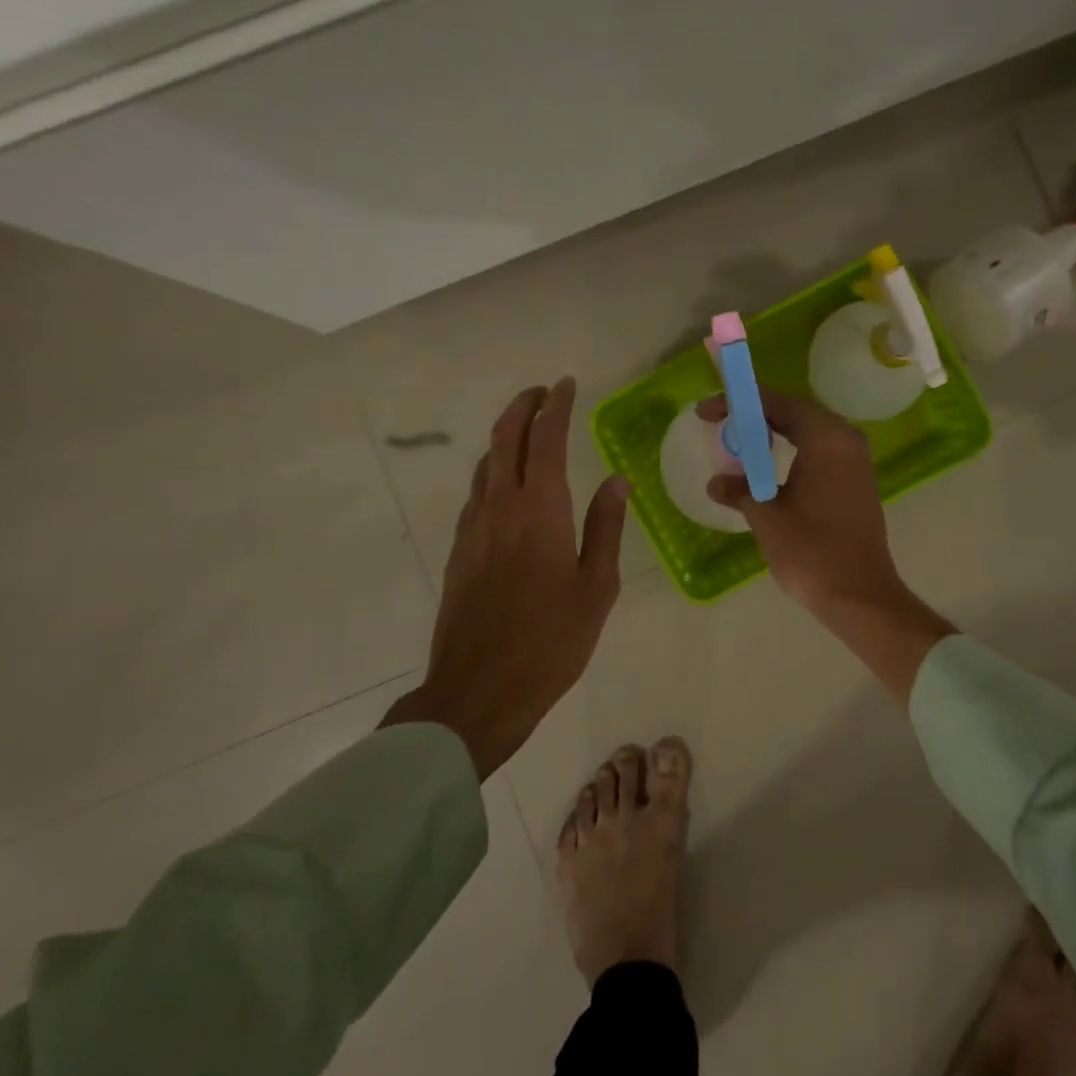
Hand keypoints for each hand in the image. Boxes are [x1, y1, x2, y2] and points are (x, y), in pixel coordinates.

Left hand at [383, 379, 628, 776]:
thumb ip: (606, 527)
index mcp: (541, 511)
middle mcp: (501, 506)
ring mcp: (473, 527)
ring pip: (486, 463)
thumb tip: (617, 481)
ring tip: (528, 431)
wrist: (477, 690)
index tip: (566, 385)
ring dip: (506, 437)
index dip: (556, 406)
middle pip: (505, 438)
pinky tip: (506, 485)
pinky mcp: (458, 549)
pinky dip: (493, 471)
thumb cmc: (551, 641)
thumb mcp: (596, 587)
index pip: (546, 439)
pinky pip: (476, 492)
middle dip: (523, 407)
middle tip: (542, 392)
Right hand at [700, 389, 952, 701]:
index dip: (738, 403)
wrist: (859, 594)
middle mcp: (845, 439)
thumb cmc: (810, 550)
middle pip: (796, 411)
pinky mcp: (858, 481)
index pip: (777, 402)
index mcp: (825, 437)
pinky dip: (794, 450)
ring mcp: (856, 460)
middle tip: (721, 425)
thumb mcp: (766, 517)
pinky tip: (770, 469)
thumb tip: (716, 483)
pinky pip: (821, 450)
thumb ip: (740, 491)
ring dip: (775, 433)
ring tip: (741, 444)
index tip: (706, 413)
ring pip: (810, 431)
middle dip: (756, 414)